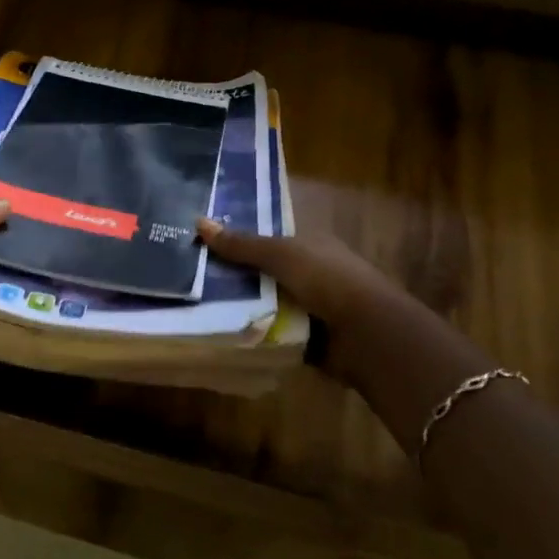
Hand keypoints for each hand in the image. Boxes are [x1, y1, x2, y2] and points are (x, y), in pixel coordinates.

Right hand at [197, 218, 394, 343]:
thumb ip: (241, 244)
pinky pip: (271, 330)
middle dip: (233, 276)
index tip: (201, 245)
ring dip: (240, 306)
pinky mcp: (306, 336)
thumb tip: (198, 222)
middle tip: (191, 278)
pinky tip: (222, 331)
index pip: (266, 238)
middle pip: (262, 271)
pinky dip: (254, 331)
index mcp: (309, 244)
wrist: (367, 335)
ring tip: (196, 306)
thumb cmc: (327, 281)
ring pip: (264, 302)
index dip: (236, 240)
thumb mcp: (280, 255)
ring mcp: (309, 305)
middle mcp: (310, 272)